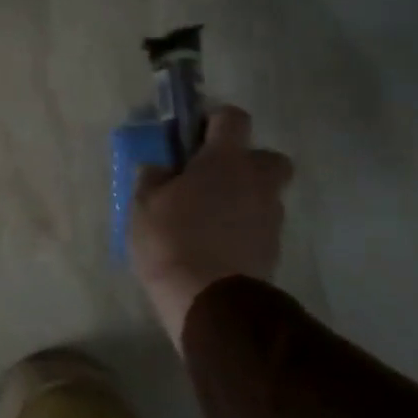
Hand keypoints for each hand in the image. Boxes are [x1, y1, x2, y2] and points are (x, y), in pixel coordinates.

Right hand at [129, 106, 293, 350]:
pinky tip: (216, 243)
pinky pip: (259, 225)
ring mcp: (270, 216)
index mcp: (224, 161)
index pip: (233, 118)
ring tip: (208, 218)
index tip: (193, 136)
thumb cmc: (170, 240)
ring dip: (243, 197)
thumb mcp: (143, 203)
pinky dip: (243, 227)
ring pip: (264, 194)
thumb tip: (161, 166)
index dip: (214, 120)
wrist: (208, 299)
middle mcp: (257, 181)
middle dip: (246, 162)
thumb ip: (154, 177)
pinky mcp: (273, 248)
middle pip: (267, 157)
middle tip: (212, 178)